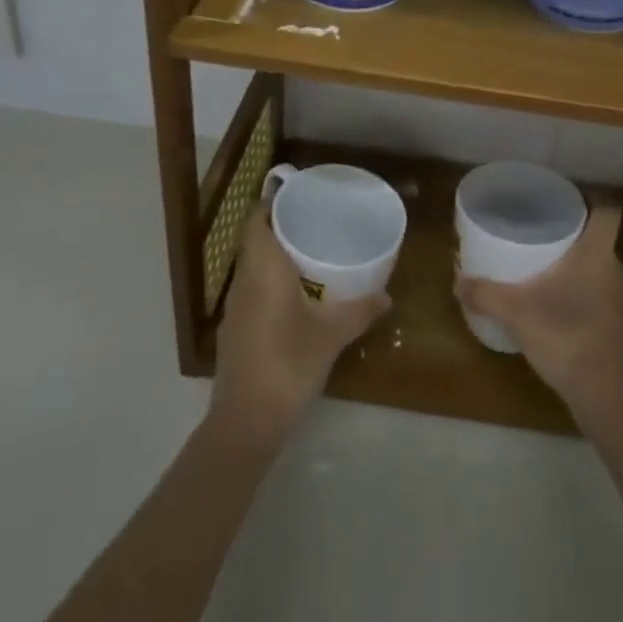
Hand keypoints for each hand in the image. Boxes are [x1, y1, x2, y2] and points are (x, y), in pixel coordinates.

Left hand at [210, 206, 390, 443]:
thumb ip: (360, 311)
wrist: (246, 422)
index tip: (299, 198)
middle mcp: (244, 281)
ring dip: (274, 257)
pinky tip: (294, 296)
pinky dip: (269, 282)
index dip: (272, 205)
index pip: (256, 221)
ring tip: (309, 253)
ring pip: (252, 267)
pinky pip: (251, 291)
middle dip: (280, 228)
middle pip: (255, 241)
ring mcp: (234, 308)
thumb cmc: (288, 364)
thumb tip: (388, 296)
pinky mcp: (234, 332)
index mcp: (263, 270)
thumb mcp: (331, 336)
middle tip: (314, 223)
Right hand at [454, 207, 622, 407]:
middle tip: (548, 251)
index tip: (574, 208)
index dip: (595, 205)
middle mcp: (618, 273)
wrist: (611, 399)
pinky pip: (608, 313)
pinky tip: (569, 327)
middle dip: (578, 249)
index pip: (608, 213)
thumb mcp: (517, 313)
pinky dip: (592, 315)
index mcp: (596, 255)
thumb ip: (486, 294)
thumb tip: (456, 281)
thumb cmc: (568, 336)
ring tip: (555, 290)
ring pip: (605, 281)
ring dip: (586, 284)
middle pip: (601, 248)